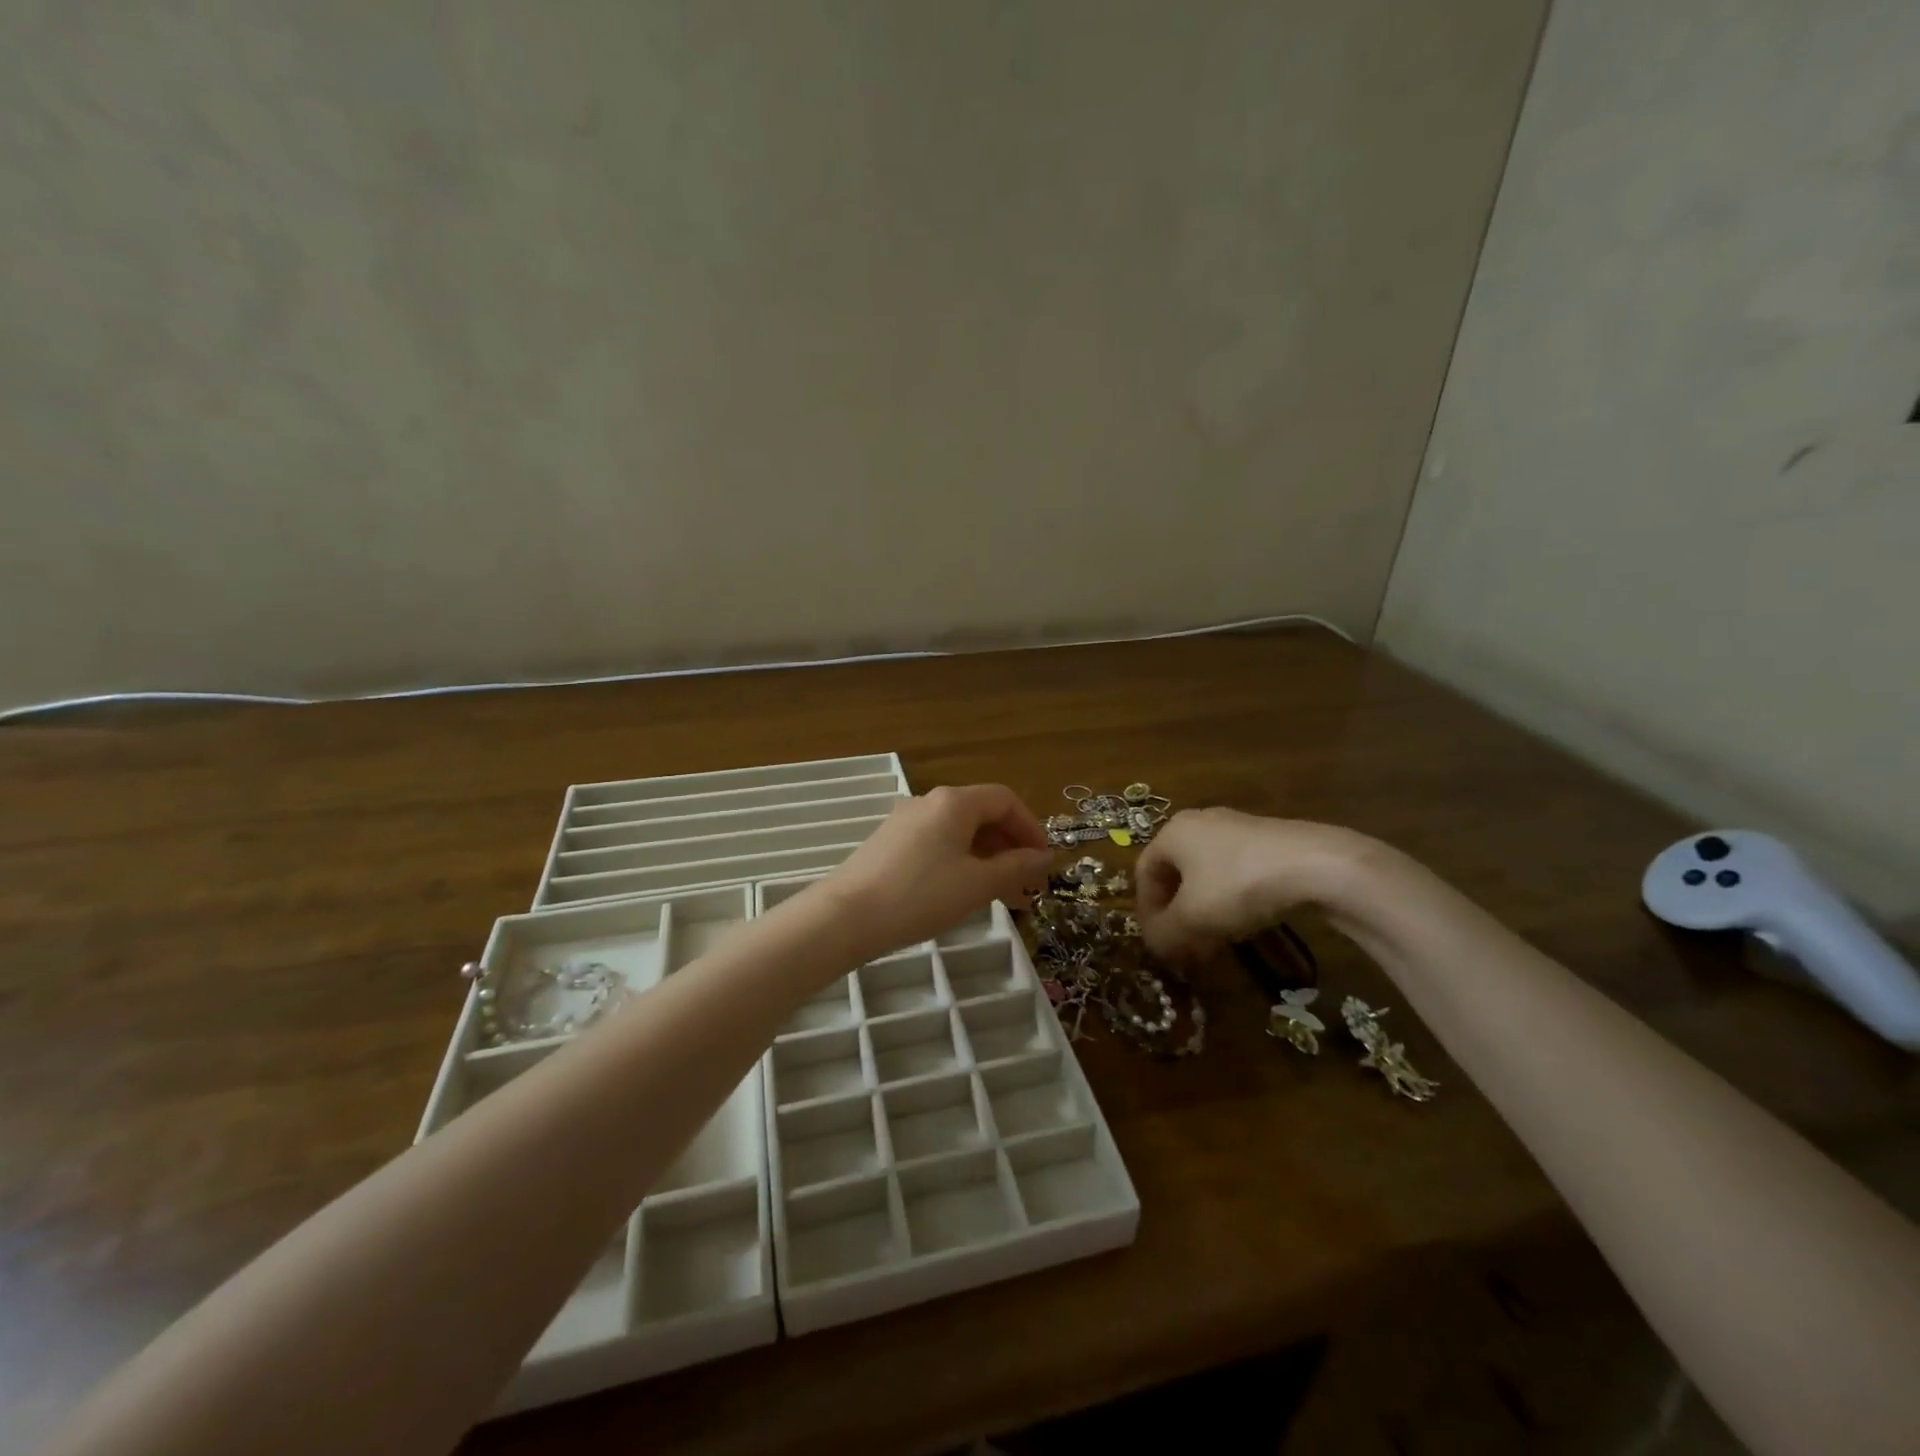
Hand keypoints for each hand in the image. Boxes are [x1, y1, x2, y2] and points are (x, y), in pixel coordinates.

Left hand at [817, 785, 1053, 960]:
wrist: (847, 916)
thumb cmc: (921, 896)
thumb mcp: (977, 884)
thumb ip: (1016, 867)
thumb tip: (1043, 857)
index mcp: (954, 802)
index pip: (1005, 800)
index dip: (1031, 828)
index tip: (1043, 862)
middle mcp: (929, 801)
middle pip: (982, 814)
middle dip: (1010, 847)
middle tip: (1026, 884)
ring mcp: (905, 820)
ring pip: (959, 832)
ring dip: (986, 858)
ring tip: (1002, 896)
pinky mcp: (889, 842)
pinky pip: (937, 843)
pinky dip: (960, 861)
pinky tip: (963, 892)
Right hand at [1135, 808, 1370, 962]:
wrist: (1317, 865)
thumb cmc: (1238, 885)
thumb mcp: (1192, 918)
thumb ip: (1164, 934)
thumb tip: (1155, 946)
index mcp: (1172, 832)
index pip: (1144, 873)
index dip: (1146, 911)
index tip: (1157, 942)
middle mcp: (1199, 823)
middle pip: (1176, 874)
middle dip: (1176, 914)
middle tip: (1183, 947)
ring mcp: (1236, 828)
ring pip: (1206, 875)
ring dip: (1203, 911)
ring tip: (1214, 942)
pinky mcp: (1268, 840)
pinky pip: (1235, 872)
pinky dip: (1230, 900)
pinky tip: (1245, 924)